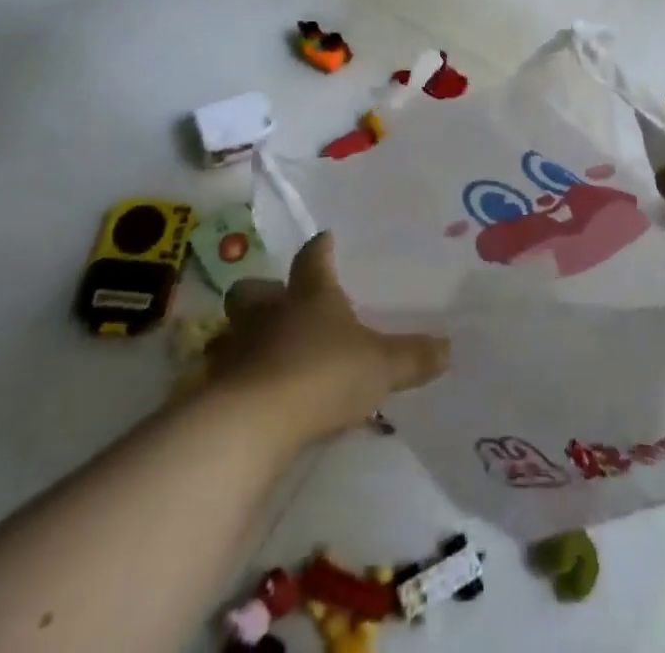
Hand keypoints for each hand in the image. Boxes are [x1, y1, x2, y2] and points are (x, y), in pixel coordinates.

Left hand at [205, 233, 448, 445]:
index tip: (325, 241)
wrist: (254, 424)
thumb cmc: (322, 375)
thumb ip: (412, 356)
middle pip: (254, 289)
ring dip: (243, 338)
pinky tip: (249, 398)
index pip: (313, 256)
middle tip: (279, 304)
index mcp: (310, 294)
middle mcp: (269, 312)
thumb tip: (449, 347)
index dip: (320, 248)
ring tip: (262, 355)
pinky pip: (222, 376)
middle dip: (264, 292)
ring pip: (231, 331)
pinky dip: (234, 382)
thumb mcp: (380, 366)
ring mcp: (238, 348)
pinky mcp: (215, 389)